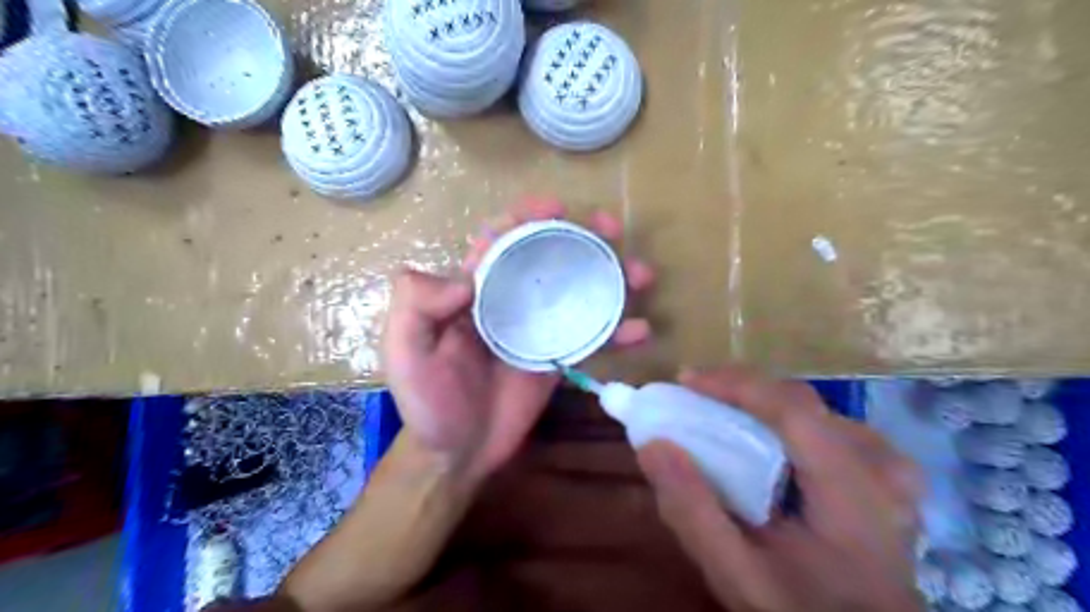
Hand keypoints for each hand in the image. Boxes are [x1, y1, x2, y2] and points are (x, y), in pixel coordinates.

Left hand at [384, 199, 654, 489]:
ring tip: (641, 274)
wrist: (457, 453)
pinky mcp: (559, 358)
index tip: (558, 209)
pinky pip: (592, 338)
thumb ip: (416, 306)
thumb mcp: (404, 350)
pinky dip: (616, 332)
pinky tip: (640, 330)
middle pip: (550, 256)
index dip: (527, 217)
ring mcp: (539, 329)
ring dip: (611, 277)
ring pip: (579, 291)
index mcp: (475, 289)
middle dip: (581, 236)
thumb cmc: (427, 402)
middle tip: (612, 230)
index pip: (502, 239)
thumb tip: (467, 278)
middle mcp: (511, 300)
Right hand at [640, 367, 926, 611]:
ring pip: (811, 410)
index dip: (737, 384)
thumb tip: (653, 446)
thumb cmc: (801, 609)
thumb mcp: (737, 573)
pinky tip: (762, 439)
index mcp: (855, 494)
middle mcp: (882, 467)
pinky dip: (782, 421)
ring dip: (760, 405)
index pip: (794, 410)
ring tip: (719, 414)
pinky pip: (825, 424)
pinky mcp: (886, 470)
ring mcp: (890, 466)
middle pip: (800, 402)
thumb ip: (693, 512)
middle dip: (740, 393)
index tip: (685, 380)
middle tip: (694, 399)